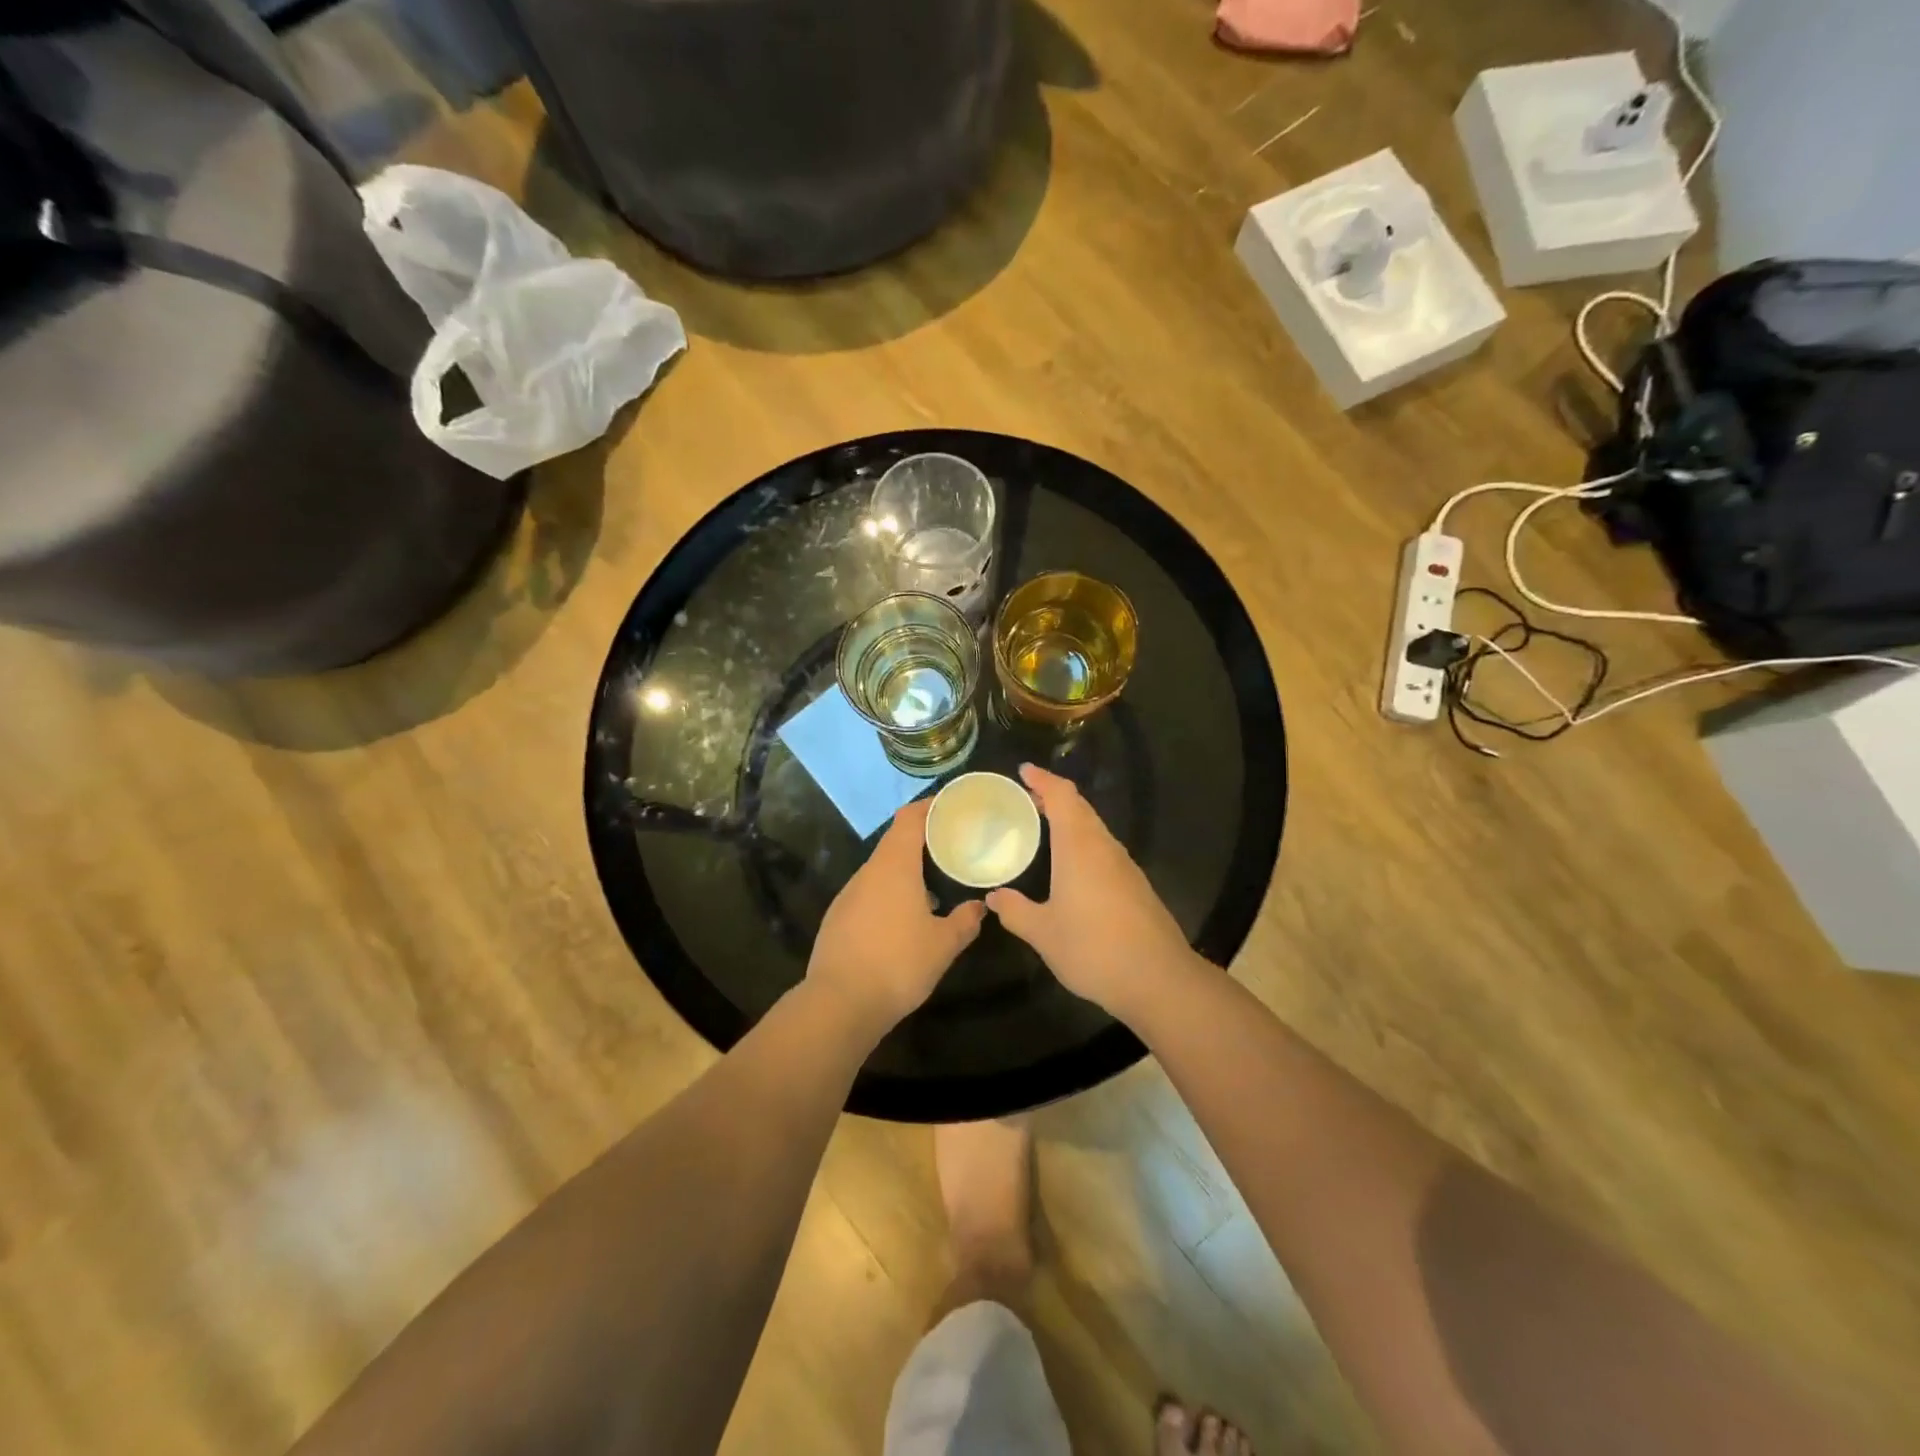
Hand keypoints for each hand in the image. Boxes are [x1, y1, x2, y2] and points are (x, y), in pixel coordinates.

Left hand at [808, 798, 986, 1030]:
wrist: (839, 1003)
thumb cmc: (898, 963)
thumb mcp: (943, 945)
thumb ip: (965, 921)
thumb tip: (979, 907)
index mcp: (894, 866)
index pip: (909, 819)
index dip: (929, 808)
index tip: (950, 808)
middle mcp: (868, 872)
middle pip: (894, 842)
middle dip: (922, 840)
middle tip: (951, 847)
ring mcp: (848, 895)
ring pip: (881, 870)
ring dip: (905, 870)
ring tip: (933, 884)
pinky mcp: (837, 918)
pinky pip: (869, 893)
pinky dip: (889, 893)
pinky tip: (903, 919)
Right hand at [987, 764, 1197, 1020]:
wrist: (1158, 979)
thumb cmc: (1094, 949)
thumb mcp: (1043, 933)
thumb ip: (1015, 911)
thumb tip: (994, 897)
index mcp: (1079, 847)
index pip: (1062, 797)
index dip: (1043, 780)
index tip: (1023, 771)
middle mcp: (1104, 847)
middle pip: (1080, 807)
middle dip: (1054, 796)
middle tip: (1026, 797)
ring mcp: (1124, 866)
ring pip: (1095, 828)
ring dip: (1070, 819)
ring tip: (1043, 827)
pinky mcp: (1136, 885)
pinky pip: (1104, 849)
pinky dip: (1083, 842)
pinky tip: (1071, 866)